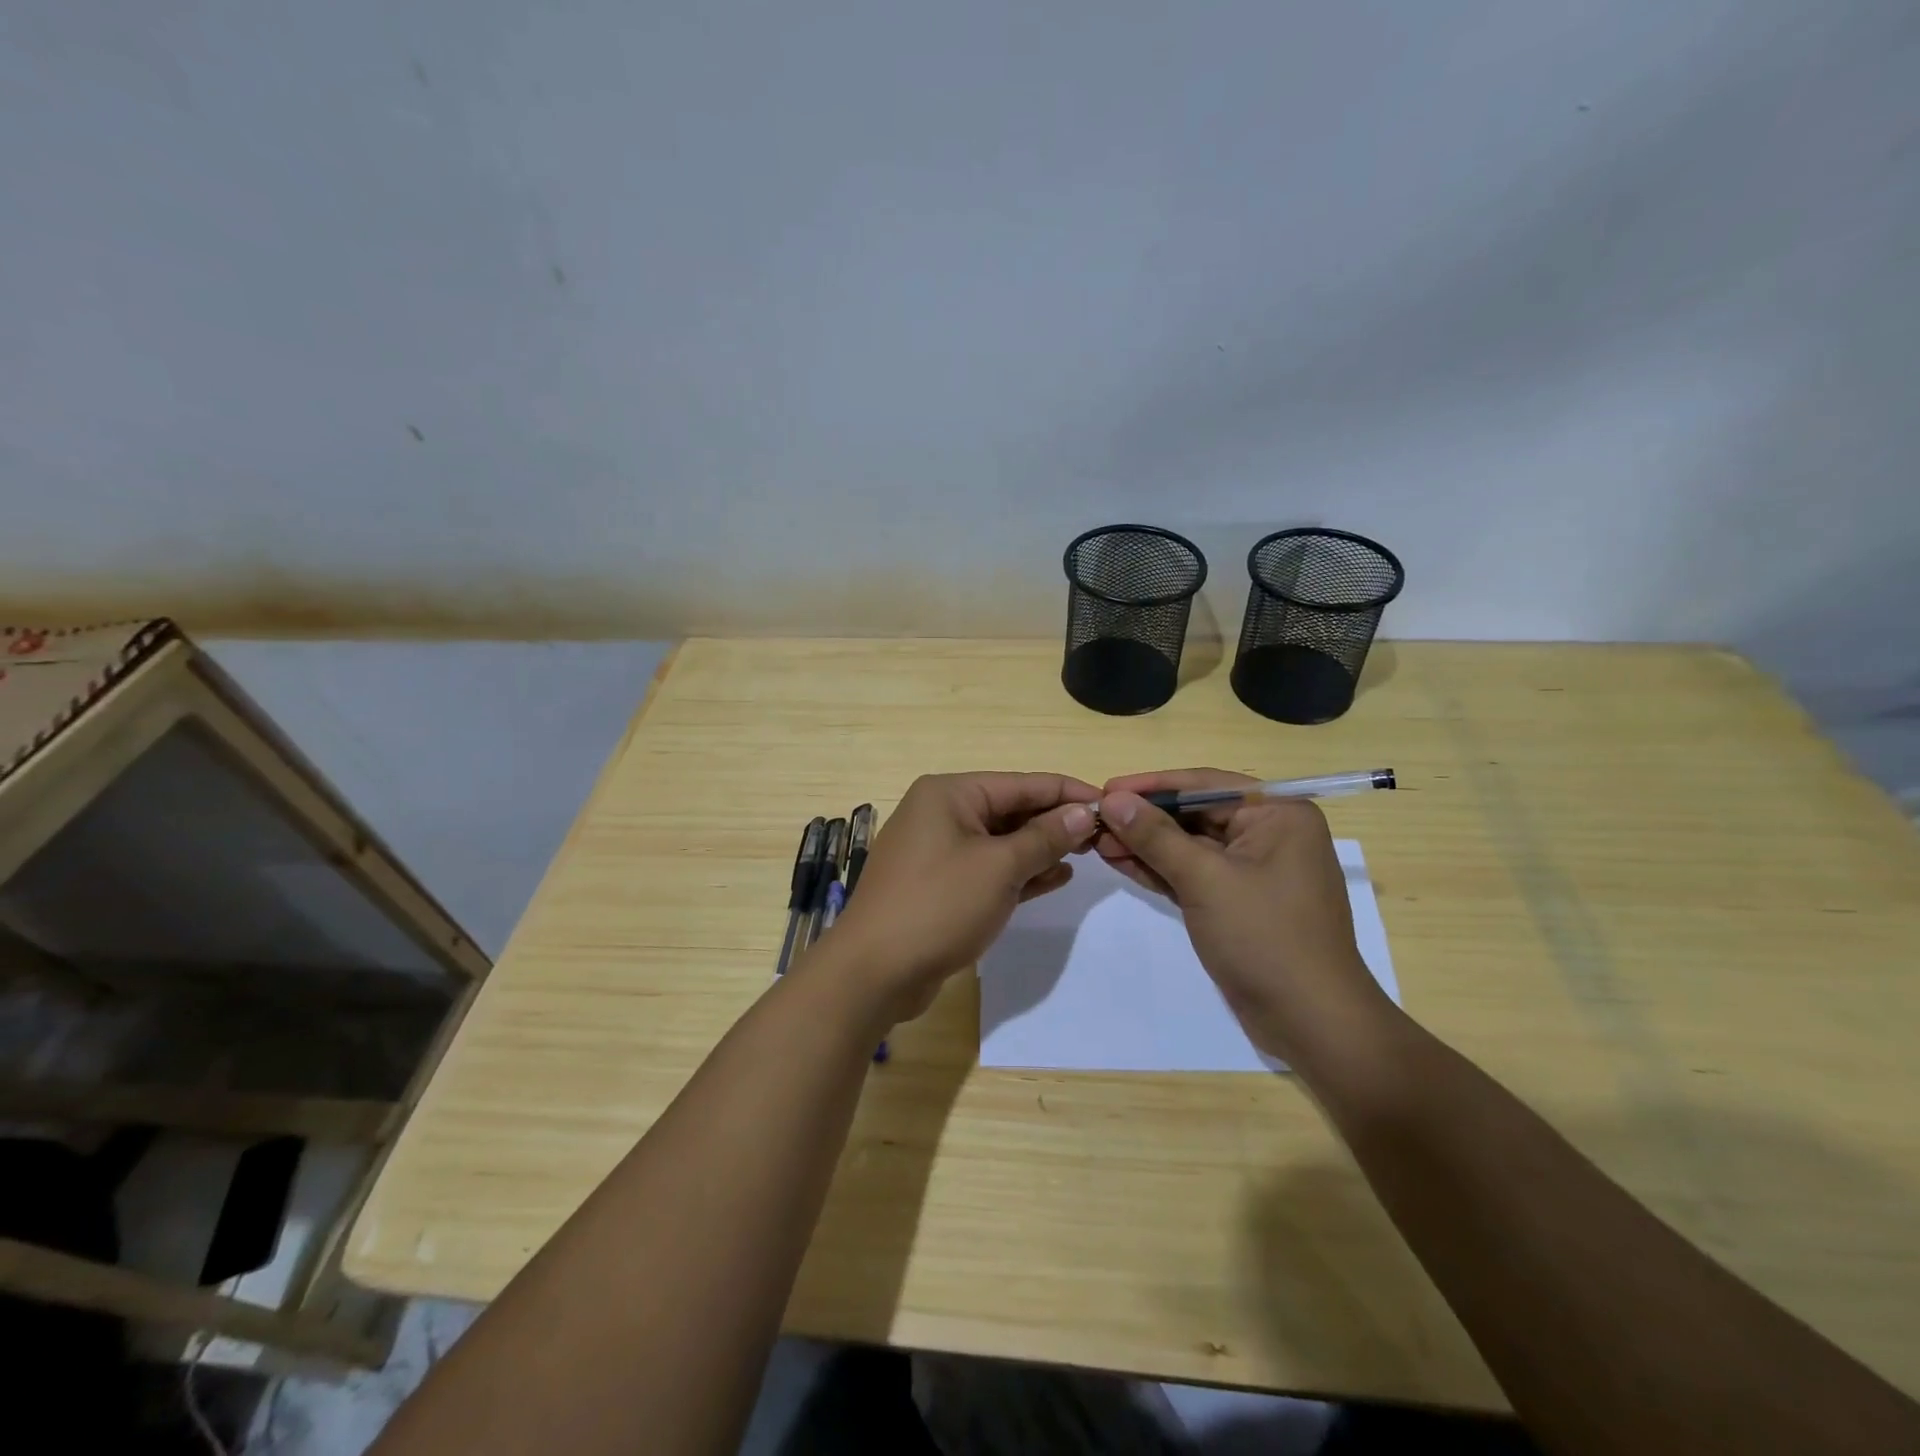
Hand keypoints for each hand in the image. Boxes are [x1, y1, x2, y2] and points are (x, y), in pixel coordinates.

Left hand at [832, 772, 1100, 1022]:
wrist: (874, 971)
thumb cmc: (938, 906)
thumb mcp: (1000, 867)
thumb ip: (1045, 837)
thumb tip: (1084, 812)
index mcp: (950, 793)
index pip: (1022, 783)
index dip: (1068, 793)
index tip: (1112, 804)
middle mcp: (941, 812)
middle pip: (1011, 809)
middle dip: (1055, 822)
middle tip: (1104, 836)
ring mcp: (938, 850)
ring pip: (1001, 840)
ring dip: (1041, 847)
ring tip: (1087, 854)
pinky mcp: (940, 884)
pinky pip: (988, 868)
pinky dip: (1019, 871)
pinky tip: (1056, 877)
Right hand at [1095, 769, 1389, 1060]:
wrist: (1311, 1022)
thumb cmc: (1265, 937)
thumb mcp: (1205, 879)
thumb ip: (1155, 836)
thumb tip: (1112, 798)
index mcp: (1277, 814)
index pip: (1204, 785)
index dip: (1151, 786)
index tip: (1106, 788)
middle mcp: (1268, 833)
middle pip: (1195, 813)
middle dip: (1144, 818)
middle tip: (1094, 820)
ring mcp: (1253, 870)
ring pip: (1189, 845)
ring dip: (1145, 844)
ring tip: (1097, 841)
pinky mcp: (1237, 901)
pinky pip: (1193, 873)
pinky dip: (1159, 869)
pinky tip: (1120, 861)